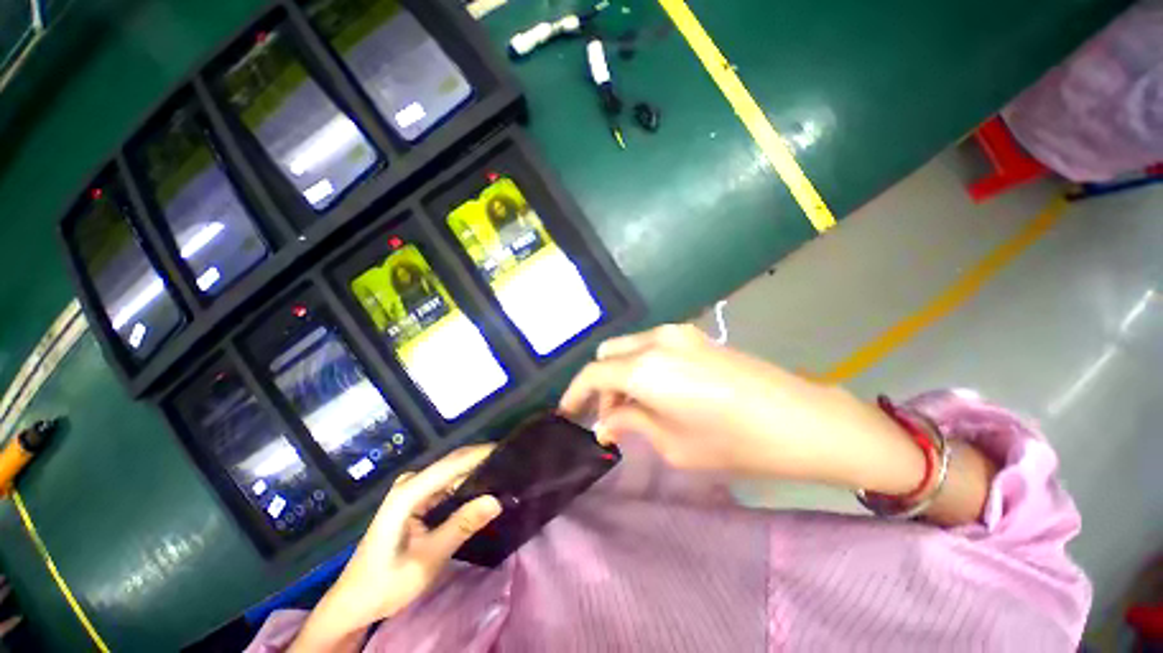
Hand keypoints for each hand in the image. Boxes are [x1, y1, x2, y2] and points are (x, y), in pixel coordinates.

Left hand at [290, 446, 501, 652]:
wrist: (353, 602)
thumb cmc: (385, 583)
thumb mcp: (427, 559)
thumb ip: (461, 526)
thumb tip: (496, 500)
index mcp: (408, 493)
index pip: (453, 464)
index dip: (482, 455)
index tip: (510, 453)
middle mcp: (411, 483)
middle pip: (453, 463)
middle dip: (482, 461)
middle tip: (512, 466)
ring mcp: (413, 490)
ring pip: (452, 473)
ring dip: (476, 473)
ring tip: (504, 476)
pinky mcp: (416, 500)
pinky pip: (447, 485)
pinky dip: (466, 486)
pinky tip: (483, 491)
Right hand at [559, 324, 925, 492]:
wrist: (801, 420)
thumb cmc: (733, 441)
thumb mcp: (671, 443)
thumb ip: (629, 424)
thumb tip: (604, 423)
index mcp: (644, 367)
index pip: (592, 373)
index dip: (574, 393)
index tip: (568, 413)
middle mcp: (655, 340)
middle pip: (607, 354)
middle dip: (600, 384)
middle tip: (610, 416)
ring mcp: (677, 333)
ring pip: (629, 347)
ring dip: (621, 374)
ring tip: (635, 407)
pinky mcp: (694, 335)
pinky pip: (651, 346)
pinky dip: (641, 365)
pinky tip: (657, 391)